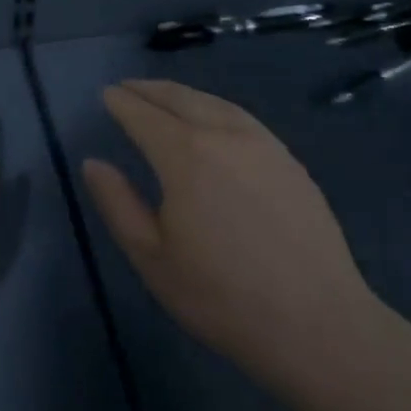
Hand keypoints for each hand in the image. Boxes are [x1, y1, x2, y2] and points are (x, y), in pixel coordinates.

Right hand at [81, 79, 380, 390]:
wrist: (317, 324)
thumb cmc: (220, 296)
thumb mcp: (151, 256)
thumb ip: (117, 203)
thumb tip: (93, 163)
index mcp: (186, 156)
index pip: (144, 116)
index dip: (122, 103)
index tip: (105, 93)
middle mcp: (225, 136)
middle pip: (181, 99)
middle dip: (150, 90)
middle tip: (128, 87)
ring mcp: (265, 146)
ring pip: (216, 103)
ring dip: (184, 94)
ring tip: (164, 96)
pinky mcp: (291, 162)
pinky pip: (244, 119)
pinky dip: (216, 108)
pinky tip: (214, 120)